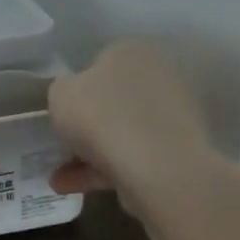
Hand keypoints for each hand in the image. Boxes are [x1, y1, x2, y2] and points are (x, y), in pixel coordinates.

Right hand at [47, 40, 218, 217]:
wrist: (158, 168)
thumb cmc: (102, 117)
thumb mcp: (60, 94)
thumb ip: (62, 89)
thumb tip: (73, 94)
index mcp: (132, 52)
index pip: (100, 62)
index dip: (77, 87)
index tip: (63, 111)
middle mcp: (159, 76)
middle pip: (113, 100)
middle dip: (87, 124)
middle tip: (64, 144)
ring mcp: (174, 116)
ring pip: (122, 131)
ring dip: (91, 153)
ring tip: (60, 179)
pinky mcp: (179, 151)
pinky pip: (134, 156)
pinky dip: (106, 170)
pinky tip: (75, 188)